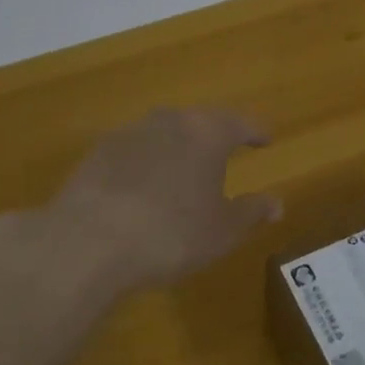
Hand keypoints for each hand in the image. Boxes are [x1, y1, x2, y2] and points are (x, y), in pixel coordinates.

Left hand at [46, 107, 281, 294]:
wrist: (87, 243)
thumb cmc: (172, 234)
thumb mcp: (223, 230)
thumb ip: (252, 212)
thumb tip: (276, 203)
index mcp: (207, 133)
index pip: (241, 123)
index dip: (256, 131)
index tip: (267, 139)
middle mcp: (168, 122)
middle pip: (199, 121)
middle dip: (214, 135)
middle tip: (225, 151)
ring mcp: (127, 134)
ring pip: (162, 133)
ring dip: (177, 147)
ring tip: (183, 171)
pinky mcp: (95, 154)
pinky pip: (133, 152)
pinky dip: (145, 164)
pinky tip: (144, 188)